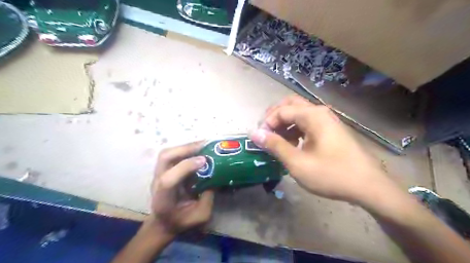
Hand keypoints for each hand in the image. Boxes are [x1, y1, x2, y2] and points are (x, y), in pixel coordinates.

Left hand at [150, 143, 214, 236]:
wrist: (163, 222)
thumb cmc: (181, 221)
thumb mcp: (200, 216)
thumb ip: (208, 197)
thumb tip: (215, 176)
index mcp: (164, 198)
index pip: (168, 179)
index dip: (185, 167)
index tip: (204, 160)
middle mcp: (157, 182)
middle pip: (164, 158)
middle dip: (185, 149)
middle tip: (205, 145)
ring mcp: (158, 174)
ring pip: (167, 152)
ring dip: (185, 146)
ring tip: (203, 145)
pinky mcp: (163, 169)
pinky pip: (172, 154)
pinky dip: (185, 149)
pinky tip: (197, 149)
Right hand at [249, 96, 395, 203]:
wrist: (369, 187)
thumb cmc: (331, 174)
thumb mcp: (297, 162)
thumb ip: (275, 145)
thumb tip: (254, 133)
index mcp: (312, 115)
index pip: (281, 111)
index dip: (266, 123)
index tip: (259, 139)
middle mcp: (320, 112)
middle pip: (290, 105)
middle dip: (274, 117)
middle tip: (265, 132)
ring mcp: (327, 120)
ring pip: (299, 113)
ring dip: (284, 123)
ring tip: (276, 140)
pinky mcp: (330, 130)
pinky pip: (307, 123)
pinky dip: (295, 130)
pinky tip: (292, 144)